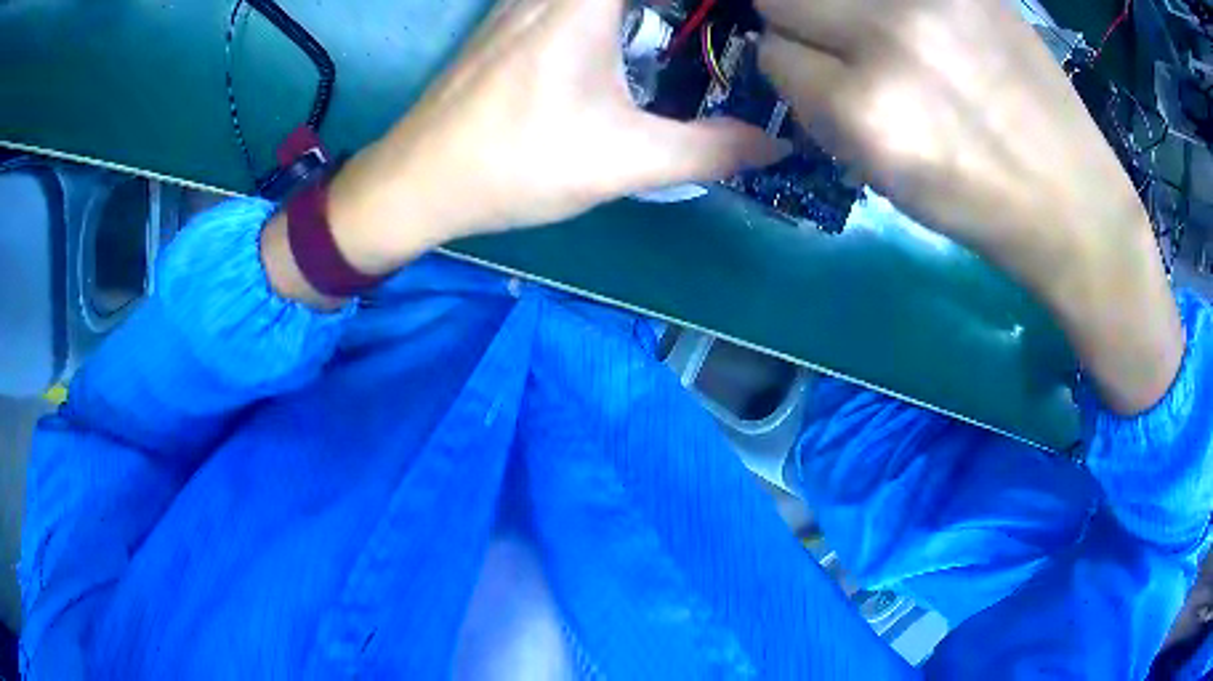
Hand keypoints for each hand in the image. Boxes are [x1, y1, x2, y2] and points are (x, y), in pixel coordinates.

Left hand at [326, 0, 786, 274]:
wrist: (417, 181)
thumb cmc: (515, 164)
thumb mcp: (624, 161)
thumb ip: (709, 151)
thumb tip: (772, 147)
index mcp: (583, 1)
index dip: (704, 2)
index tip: (740, 17)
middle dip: (674, 7)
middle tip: (717, 26)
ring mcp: (521, 0)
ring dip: (642, 7)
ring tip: (679, 26)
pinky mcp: (505, 20)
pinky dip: (608, 7)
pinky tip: (624, 34)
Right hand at [755, 0, 1182, 413]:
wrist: (1072, 200)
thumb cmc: (979, 207)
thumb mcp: (884, 179)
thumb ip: (825, 110)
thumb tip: (792, 59)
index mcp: (863, 110)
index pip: (772, 55)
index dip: (793, 68)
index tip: (820, 78)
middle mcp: (887, 40)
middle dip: (801, 24)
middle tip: (846, 45)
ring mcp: (929, 1)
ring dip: (846, 8)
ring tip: (893, 34)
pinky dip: (897, 6)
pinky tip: (930, 27)